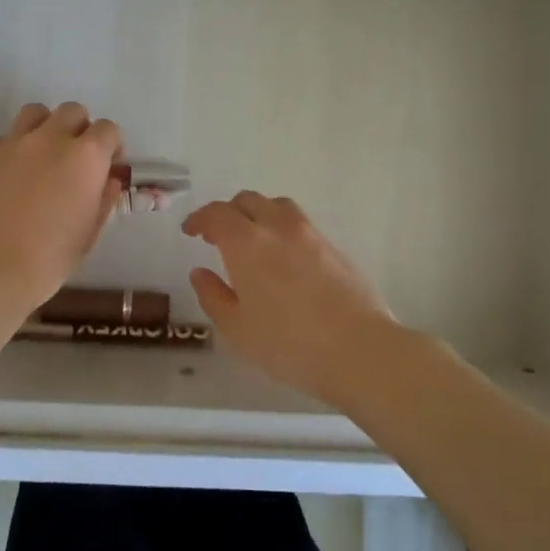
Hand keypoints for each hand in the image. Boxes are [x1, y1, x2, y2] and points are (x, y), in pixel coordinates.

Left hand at [0, 102, 123, 306]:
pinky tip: (11, 175)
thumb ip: (102, 200)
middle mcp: (51, 139)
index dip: (112, 146)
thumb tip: (108, 180)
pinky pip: (5, 138)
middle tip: (76, 159)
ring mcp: (13, 143)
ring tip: (43, 155)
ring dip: (45, 127)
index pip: (108, 130)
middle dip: (80, 128)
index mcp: (86, 157)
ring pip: (35, 113)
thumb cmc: (48, 258)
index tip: (109, 166)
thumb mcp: (88, 234)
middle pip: (72, 111)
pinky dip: (14, 148)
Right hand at [182, 192, 396, 404]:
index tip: (190, 231)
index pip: (217, 214)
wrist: (359, 349)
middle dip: (228, 213)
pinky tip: (284, 258)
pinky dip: (282, 229)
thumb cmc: (288, 344)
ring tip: (253, 240)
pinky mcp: (334, 247)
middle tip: (217, 236)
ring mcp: (310, 234)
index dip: (200, 218)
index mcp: (246, 242)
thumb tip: (200, 273)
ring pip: (277, 206)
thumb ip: (213, 296)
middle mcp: (277, 227)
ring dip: (258, 214)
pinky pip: (300, 224)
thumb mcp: (237, 329)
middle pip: (248, 201)